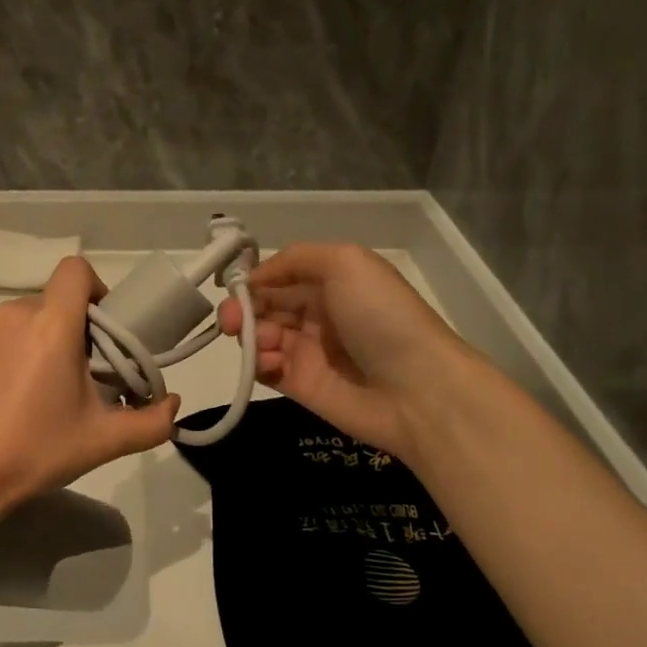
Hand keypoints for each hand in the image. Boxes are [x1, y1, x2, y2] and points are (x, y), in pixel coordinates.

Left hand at [0, 256, 179, 510]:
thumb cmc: (35, 452)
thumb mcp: (103, 441)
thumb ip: (151, 422)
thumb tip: (175, 404)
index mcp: (52, 325)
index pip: (76, 270)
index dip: (94, 290)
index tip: (99, 329)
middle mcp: (11, 313)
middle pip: (49, 304)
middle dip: (65, 330)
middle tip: (69, 377)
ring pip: (16, 321)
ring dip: (29, 343)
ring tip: (26, 390)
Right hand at [217, 244, 467, 459]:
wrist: (416, 388)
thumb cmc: (381, 316)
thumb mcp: (346, 262)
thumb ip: (295, 258)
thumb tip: (255, 277)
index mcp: (331, 283)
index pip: (279, 276)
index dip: (253, 279)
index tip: (231, 286)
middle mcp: (317, 314)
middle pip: (264, 306)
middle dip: (241, 308)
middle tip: (230, 320)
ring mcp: (308, 351)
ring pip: (259, 336)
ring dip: (249, 335)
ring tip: (261, 343)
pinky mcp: (300, 386)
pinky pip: (265, 369)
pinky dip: (257, 362)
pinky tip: (268, 362)